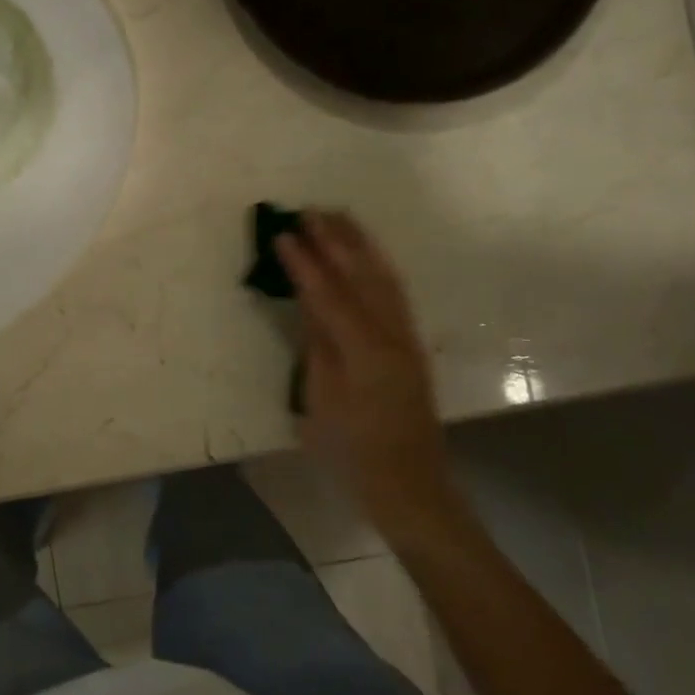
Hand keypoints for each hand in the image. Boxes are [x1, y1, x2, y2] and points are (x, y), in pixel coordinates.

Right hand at [276, 211, 460, 544]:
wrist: (409, 484)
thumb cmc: (352, 451)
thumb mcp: (320, 400)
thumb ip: (317, 347)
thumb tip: (309, 305)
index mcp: (362, 350)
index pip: (328, 294)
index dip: (304, 263)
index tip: (283, 233)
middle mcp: (391, 335)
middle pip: (362, 276)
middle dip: (336, 241)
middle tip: (310, 211)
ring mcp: (406, 339)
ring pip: (384, 279)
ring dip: (361, 246)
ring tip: (340, 218)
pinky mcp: (411, 346)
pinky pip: (394, 294)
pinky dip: (378, 267)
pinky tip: (368, 257)